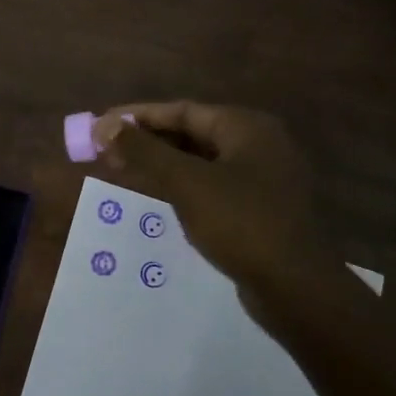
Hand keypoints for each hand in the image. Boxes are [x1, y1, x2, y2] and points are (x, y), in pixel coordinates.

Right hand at [93, 102, 325, 306]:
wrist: (294, 285)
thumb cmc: (240, 223)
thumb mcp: (186, 183)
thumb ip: (144, 152)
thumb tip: (103, 126)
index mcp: (246, 127)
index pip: (182, 110)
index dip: (138, 117)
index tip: (101, 125)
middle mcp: (259, 144)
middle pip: (193, 133)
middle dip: (149, 141)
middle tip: (107, 152)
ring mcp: (263, 177)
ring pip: (202, 161)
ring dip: (163, 164)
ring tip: (124, 171)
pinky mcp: (260, 208)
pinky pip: (213, 185)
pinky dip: (183, 185)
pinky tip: (160, 197)